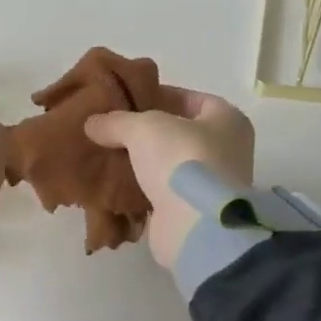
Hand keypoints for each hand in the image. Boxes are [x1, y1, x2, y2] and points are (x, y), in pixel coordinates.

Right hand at [83, 87, 255, 270]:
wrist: (195, 226)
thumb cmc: (181, 160)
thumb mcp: (142, 127)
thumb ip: (116, 121)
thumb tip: (93, 123)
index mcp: (228, 120)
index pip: (190, 98)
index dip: (158, 94)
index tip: (126, 99)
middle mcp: (226, 149)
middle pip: (177, 132)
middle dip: (145, 131)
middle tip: (111, 127)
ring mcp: (209, 183)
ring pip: (167, 163)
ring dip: (140, 161)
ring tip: (106, 153)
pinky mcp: (191, 211)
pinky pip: (160, 191)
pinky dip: (139, 188)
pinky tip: (113, 182)